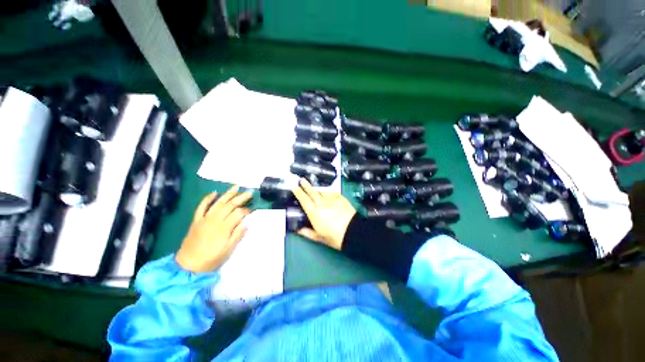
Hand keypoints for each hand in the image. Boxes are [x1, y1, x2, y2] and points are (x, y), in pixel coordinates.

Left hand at [175, 186, 251, 272]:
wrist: (188, 266)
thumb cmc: (211, 259)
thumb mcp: (228, 250)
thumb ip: (238, 234)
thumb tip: (247, 222)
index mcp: (223, 228)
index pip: (238, 214)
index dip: (246, 210)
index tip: (252, 210)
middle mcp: (214, 220)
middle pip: (229, 205)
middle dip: (240, 198)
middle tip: (249, 193)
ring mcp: (204, 219)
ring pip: (217, 203)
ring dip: (227, 194)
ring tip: (236, 187)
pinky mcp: (196, 220)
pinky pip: (201, 207)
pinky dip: (207, 199)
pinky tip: (214, 193)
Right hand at [292, 178, 356, 249]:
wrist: (354, 231)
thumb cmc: (335, 237)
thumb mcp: (320, 237)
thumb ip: (308, 233)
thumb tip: (298, 230)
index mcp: (315, 213)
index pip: (304, 200)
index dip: (298, 193)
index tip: (294, 187)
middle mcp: (322, 203)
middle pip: (312, 192)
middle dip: (306, 185)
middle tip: (302, 180)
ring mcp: (332, 199)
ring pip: (322, 191)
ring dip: (317, 189)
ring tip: (314, 187)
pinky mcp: (341, 198)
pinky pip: (332, 193)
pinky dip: (328, 193)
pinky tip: (328, 193)